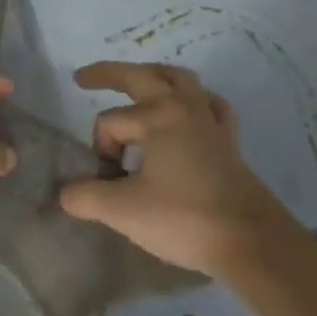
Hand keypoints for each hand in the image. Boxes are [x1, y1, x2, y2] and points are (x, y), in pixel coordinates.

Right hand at [58, 61, 293, 276]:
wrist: (250, 241)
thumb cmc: (185, 218)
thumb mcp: (124, 212)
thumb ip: (87, 197)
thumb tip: (66, 193)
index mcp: (157, 116)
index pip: (110, 122)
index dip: (100, 149)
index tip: (106, 180)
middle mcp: (184, 107)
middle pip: (142, 77)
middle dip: (110, 74)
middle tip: (84, 78)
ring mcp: (210, 121)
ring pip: (181, 81)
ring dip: (156, 77)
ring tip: (140, 84)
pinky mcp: (229, 141)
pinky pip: (211, 106)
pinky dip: (197, 101)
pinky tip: (192, 112)